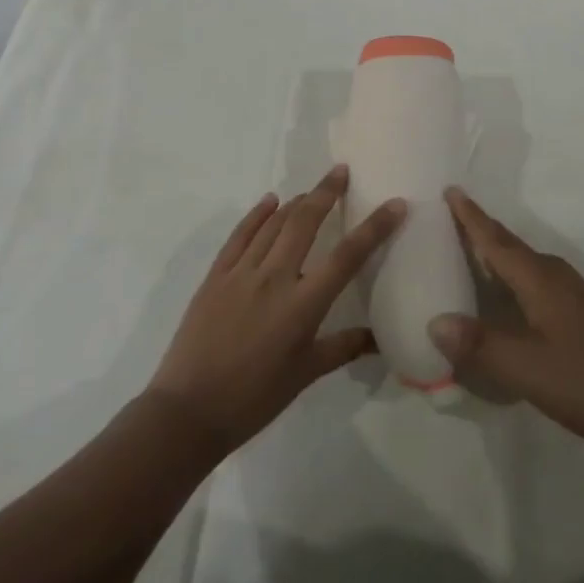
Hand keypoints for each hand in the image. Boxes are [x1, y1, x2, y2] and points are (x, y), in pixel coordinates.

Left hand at [147, 165, 404, 454]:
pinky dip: (256, 215)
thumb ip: (343, 348)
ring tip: (312, 190)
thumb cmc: (254, 398)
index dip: (375, 227)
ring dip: (295, 202)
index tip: (395, 204)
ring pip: (273, 224)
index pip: (348, 256)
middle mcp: (274, 278)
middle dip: (326, 192)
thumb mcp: (305, 374)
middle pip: (305, 222)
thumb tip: (379, 339)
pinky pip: (240, 236)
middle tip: (341, 171)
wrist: (188, 411)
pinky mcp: (215, 276)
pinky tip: (269, 201)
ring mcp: (241, 273)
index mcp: (303, 305)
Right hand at [428, 188, 583, 455]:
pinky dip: (511, 277)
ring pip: (523, 264)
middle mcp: (554, 277)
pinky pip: (534, 281)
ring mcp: (571, 295)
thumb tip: (435, 322)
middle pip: (509, 246)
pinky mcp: (580, 314)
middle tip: (449, 217)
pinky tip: (504, 297)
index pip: (496, 240)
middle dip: (480, 229)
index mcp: (539, 280)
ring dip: (495, 253)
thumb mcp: (528, 370)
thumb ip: (481, 345)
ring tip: (467, 251)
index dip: (472, 217)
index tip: (451, 189)